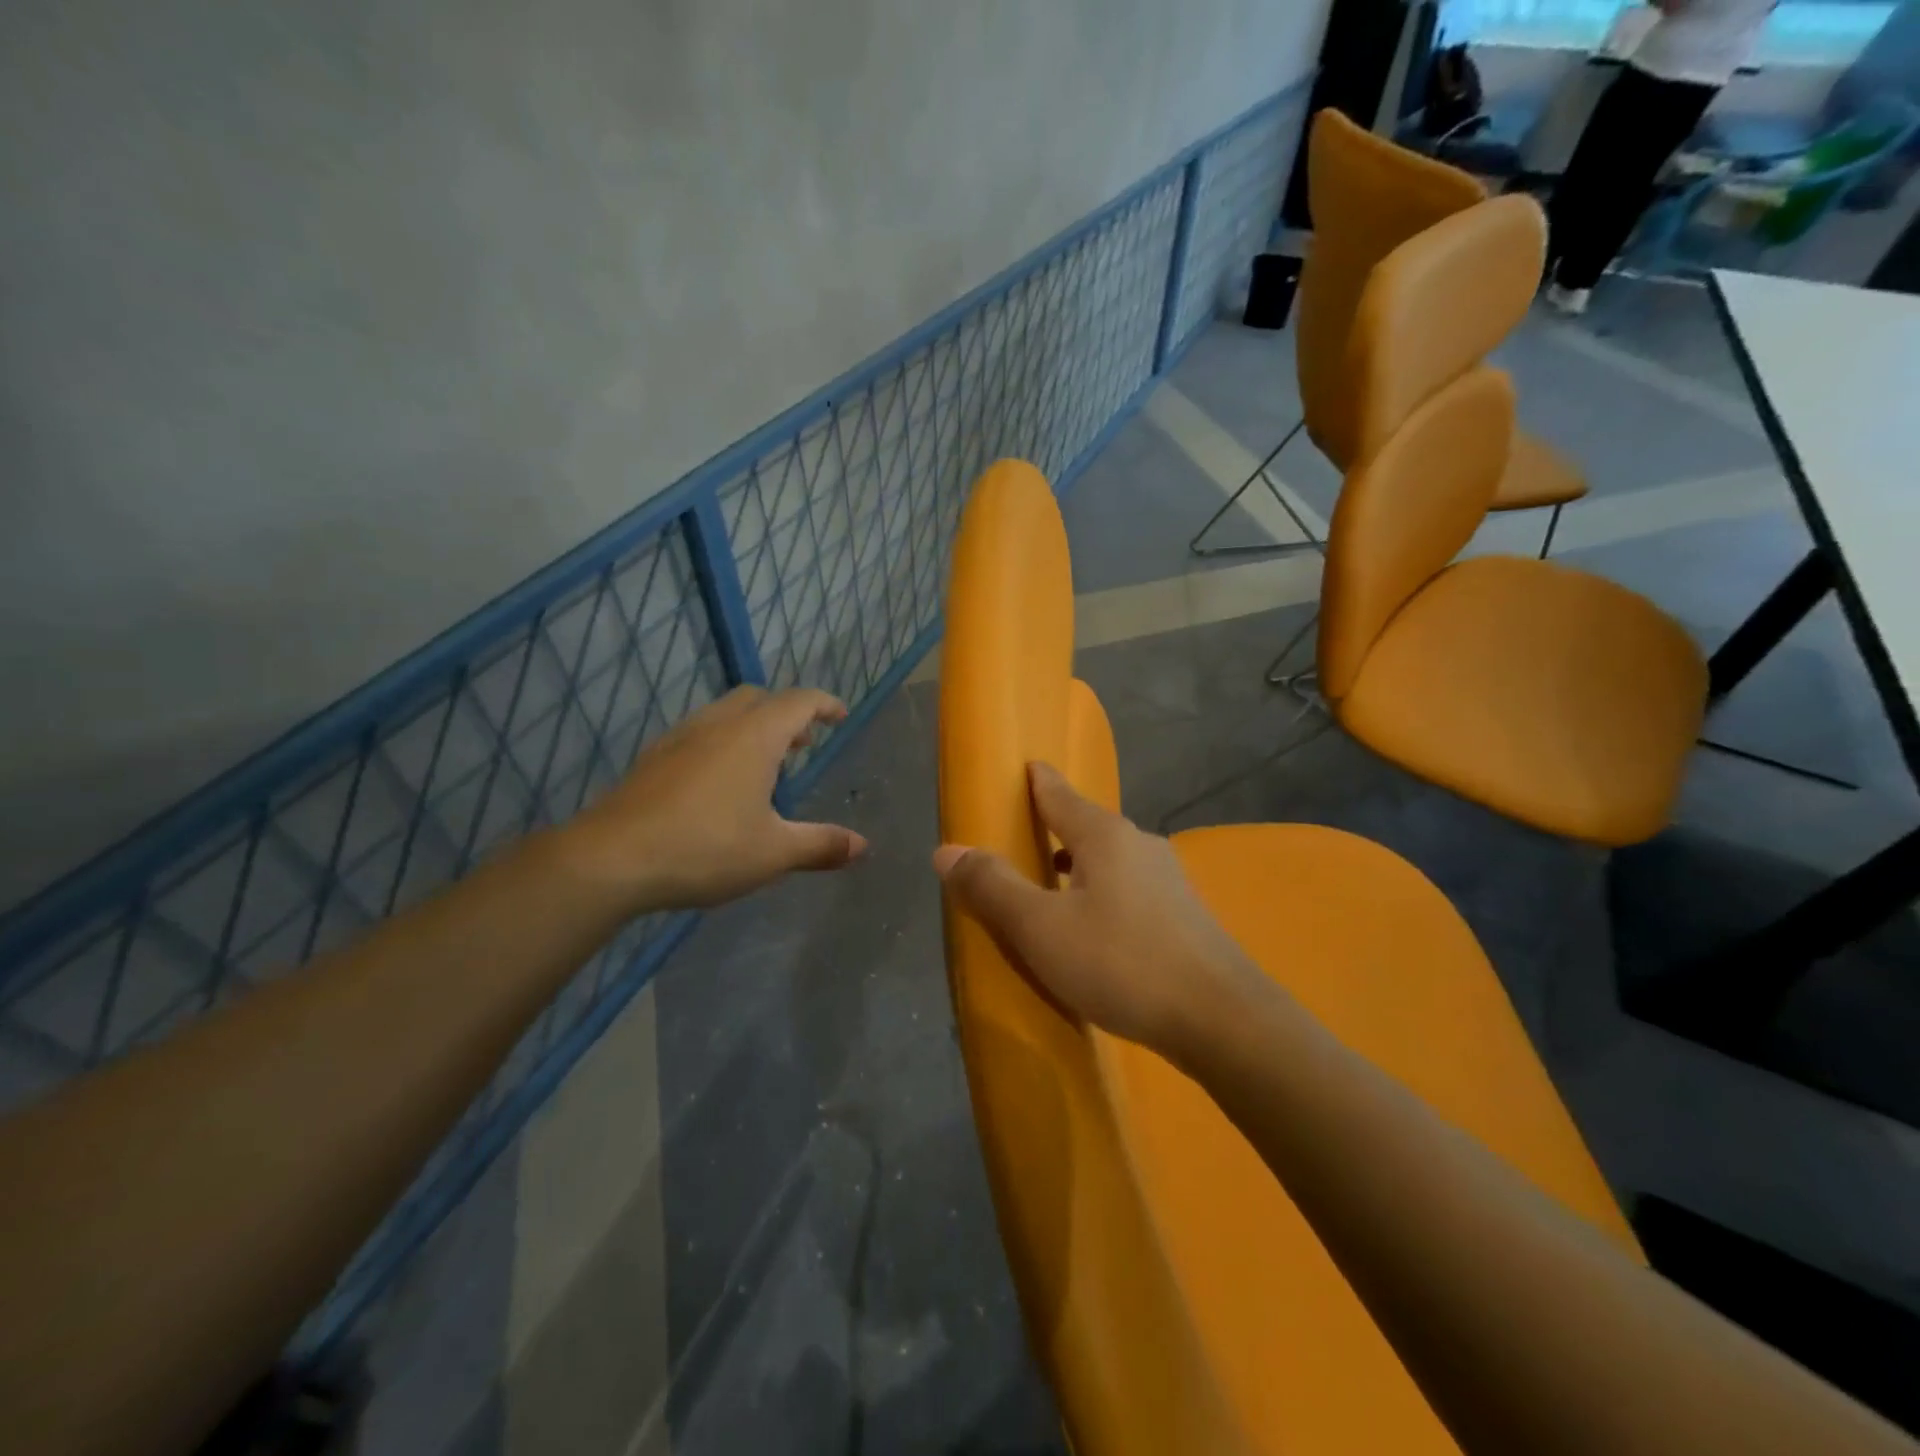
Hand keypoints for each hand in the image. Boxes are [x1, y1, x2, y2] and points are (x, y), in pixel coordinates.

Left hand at [564, 686, 867, 911]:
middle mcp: (718, 725)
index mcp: (755, 736)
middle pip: (759, 698)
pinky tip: (717, 782)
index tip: (840, 715)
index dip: (824, 705)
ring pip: (724, 713)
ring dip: (752, 726)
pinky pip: (698, 734)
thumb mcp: (773, 852)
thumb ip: (820, 845)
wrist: (610, 859)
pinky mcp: (652, 759)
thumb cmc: (705, 848)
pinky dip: (721, 742)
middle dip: (786, 713)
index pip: (799, 702)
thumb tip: (862, 847)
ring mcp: (679, 739)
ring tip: (763, 762)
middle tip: (802, 743)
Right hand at [932, 762, 1264, 1055]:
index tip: (1025, 766)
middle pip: (1086, 825)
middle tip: (1023, 836)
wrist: (1221, 1019)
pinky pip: (1129, 888)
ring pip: (1110, 859)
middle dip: (1055, 826)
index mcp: (1103, 835)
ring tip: (1053, 884)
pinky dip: (1102, 892)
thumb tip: (946, 850)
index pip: (1059, 794)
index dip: (1037, 780)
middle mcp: (1139, 845)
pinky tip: (1096, 926)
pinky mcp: (1184, 915)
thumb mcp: (1040, 928)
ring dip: (1079, 864)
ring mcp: (1168, 879)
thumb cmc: (1121, 962)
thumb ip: (992, 886)